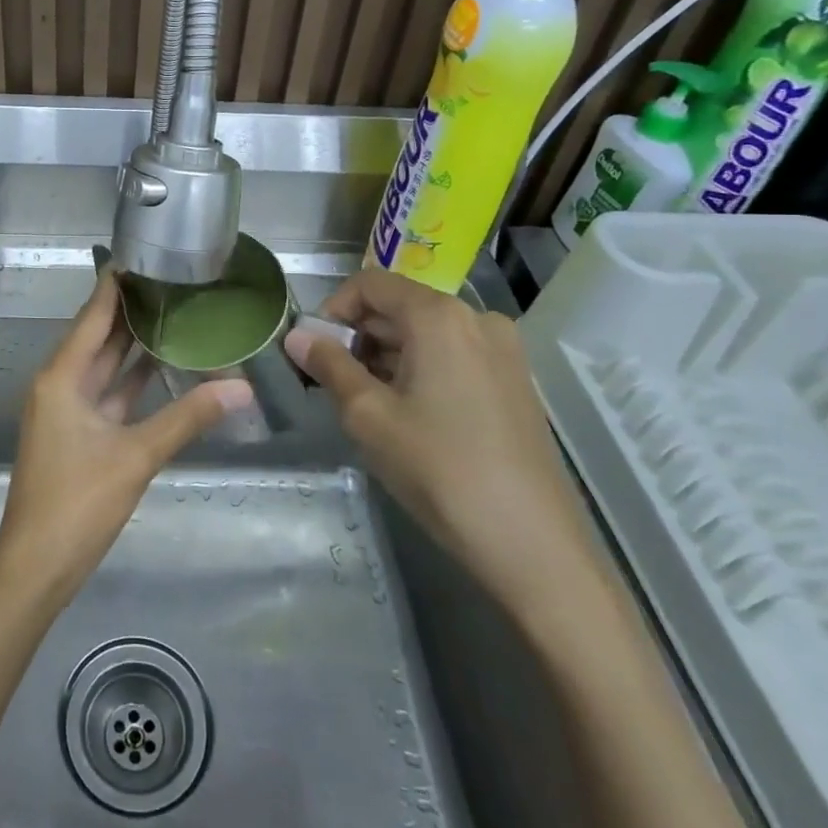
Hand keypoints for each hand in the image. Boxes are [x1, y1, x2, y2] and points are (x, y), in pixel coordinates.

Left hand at [0, 271, 250, 607]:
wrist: (37, 566)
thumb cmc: (78, 502)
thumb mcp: (136, 456)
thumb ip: (188, 417)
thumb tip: (241, 387)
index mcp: (62, 376)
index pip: (92, 315)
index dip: (116, 284)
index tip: (145, 254)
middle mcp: (60, 384)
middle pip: (98, 336)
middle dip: (130, 310)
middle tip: (171, 280)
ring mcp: (67, 410)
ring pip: (104, 366)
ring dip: (132, 344)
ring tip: (173, 312)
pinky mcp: (77, 434)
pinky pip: (108, 394)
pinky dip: (131, 380)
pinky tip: (161, 367)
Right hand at [284, 268, 599, 618]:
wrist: (532, 543)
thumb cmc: (439, 469)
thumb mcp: (368, 415)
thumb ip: (328, 366)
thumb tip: (295, 336)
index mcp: (439, 316)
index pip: (370, 284)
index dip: (332, 309)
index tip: (314, 350)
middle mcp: (476, 319)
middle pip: (400, 306)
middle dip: (358, 337)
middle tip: (331, 382)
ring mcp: (503, 350)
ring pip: (426, 334)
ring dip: (387, 356)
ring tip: (365, 403)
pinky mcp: (514, 381)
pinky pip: (453, 356)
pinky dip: (420, 370)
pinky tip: (407, 414)